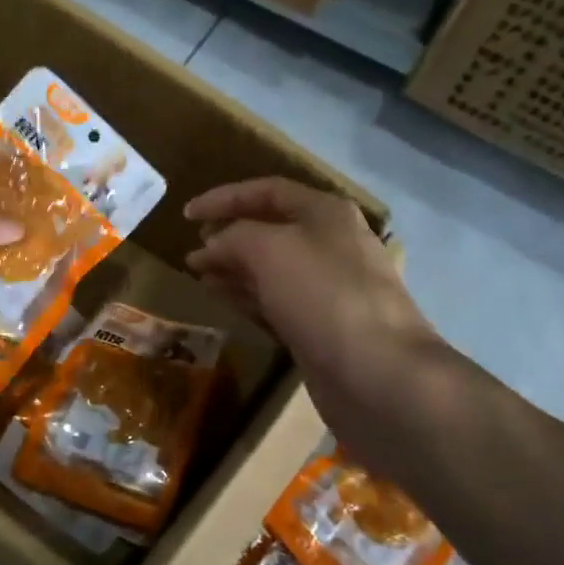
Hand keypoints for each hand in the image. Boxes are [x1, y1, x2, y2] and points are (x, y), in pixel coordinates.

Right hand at [185, 177, 440, 419]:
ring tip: (197, 271)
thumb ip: (233, 237)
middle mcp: (328, 244)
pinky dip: (243, 294)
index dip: (224, 198)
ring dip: (231, 266)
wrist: (377, 373)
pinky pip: (272, 300)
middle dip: (227, 234)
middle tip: (192, 247)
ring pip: (268, 267)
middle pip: (268, 229)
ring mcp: (325, 288)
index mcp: (325, 213)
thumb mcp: (270, 249)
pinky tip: (217, 296)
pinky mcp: (317, 326)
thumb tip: (211, 247)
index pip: (267, 191)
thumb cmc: (324, 295)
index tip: (186, 214)